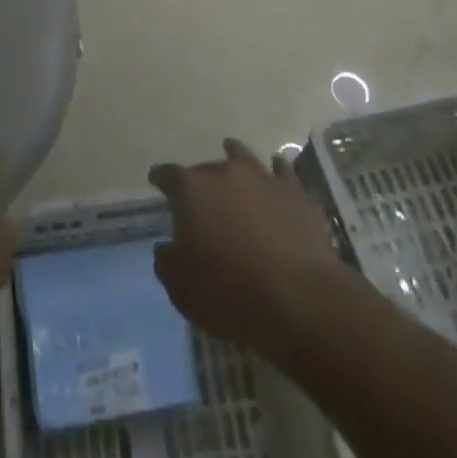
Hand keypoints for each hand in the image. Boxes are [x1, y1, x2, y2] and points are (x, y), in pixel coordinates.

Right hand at [149, 139, 343, 351]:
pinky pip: (283, 172)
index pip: (168, 175)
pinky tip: (277, 173)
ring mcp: (263, 177)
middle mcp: (225, 172)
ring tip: (233, 157)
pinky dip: (277, 172)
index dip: (161, 179)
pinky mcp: (296, 193)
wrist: (299, 300)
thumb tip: (166, 247)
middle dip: (200, 181)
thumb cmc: (231, 295)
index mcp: (192, 190)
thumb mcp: (182, 289)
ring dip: (235, 159)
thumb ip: (167, 262)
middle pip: (206, 168)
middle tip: (201, 198)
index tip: (157, 182)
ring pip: (243, 157)